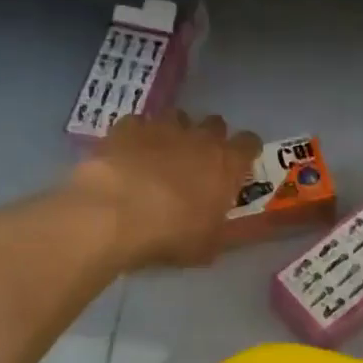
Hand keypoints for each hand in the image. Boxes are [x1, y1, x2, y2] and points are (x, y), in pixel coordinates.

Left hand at [70, 111, 261, 269]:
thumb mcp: (208, 246)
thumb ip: (224, 230)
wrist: (113, 215)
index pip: (249, 143)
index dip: (245, 152)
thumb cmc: (170, 234)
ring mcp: (161, 127)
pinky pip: (138, 124)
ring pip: (177, 117)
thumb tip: (228, 226)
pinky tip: (129, 154)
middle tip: (199, 162)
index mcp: (226, 163)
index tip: (239, 166)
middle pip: (215, 123)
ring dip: (175, 132)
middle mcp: (199, 137)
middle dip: (210, 138)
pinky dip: (137, 136)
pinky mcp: (127, 127)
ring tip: (162, 155)